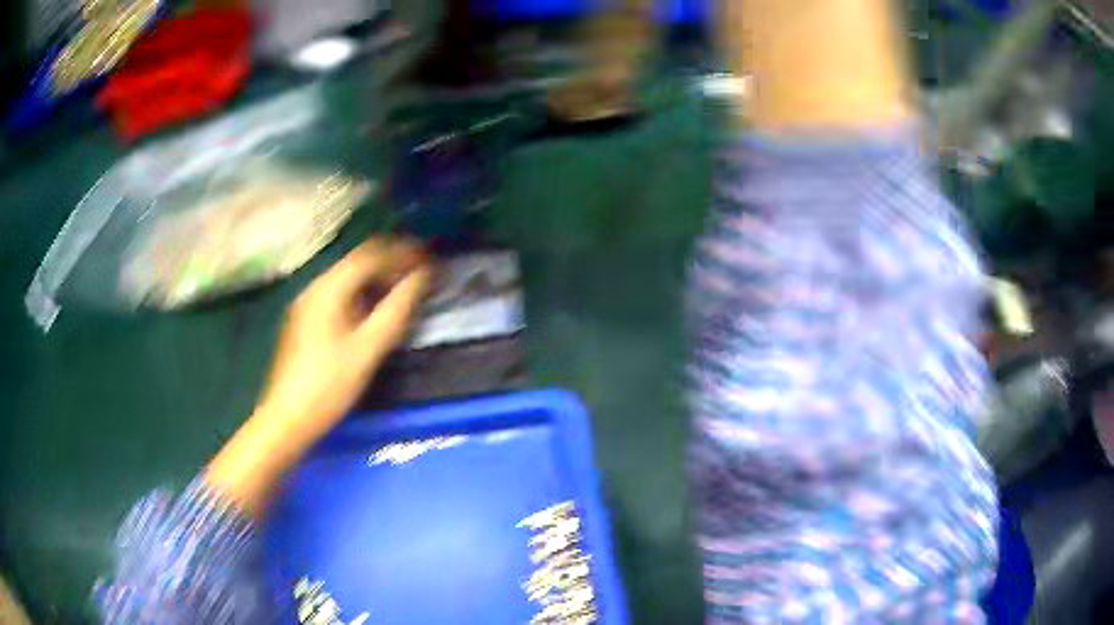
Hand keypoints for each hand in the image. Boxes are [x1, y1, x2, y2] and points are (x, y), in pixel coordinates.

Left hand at [256, 238, 431, 439]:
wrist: (287, 418)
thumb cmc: (328, 385)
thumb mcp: (368, 349)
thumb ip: (396, 310)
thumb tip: (421, 278)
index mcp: (328, 289)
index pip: (370, 256)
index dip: (402, 253)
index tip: (429, 259)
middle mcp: (315, 288)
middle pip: (358, 262)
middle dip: (390, 263)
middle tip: (421, 274)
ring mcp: (307, 304)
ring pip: (348, 279)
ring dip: (377, 279)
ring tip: (404, 290)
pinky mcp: (305, 321)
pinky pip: (339, 295)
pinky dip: (362, 294)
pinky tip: (375, 311)